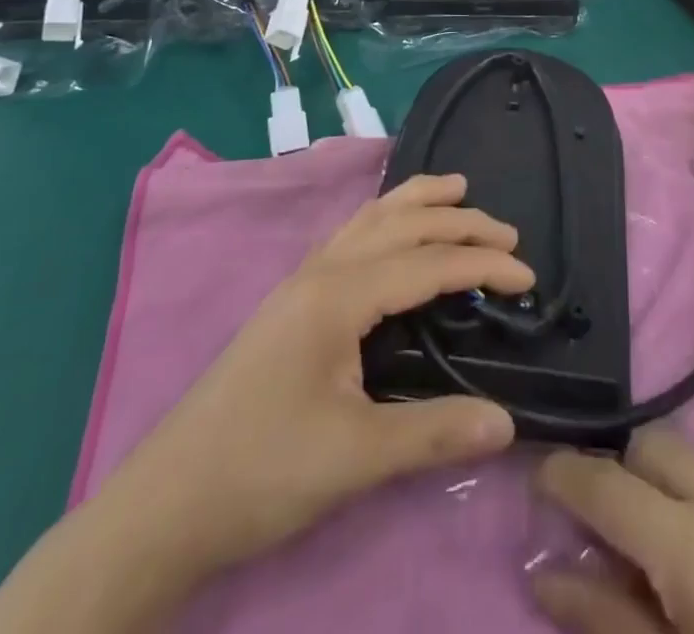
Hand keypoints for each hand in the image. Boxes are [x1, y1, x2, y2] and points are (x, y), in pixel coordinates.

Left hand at [98, 173, 531, 580]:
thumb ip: (433, 433)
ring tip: (456, 190)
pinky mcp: (291, 301)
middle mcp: (321, 271)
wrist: (165, 503)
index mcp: (338, 295)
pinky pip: (351, 236)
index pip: (427, 264)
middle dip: (458, 221)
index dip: (482, 265)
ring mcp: (301, 282)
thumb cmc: (261, 472)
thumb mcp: (354, 458)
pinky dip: (386, 218)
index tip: (528, 277)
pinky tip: (393, 232)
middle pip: (401, 224)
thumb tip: (508, 422)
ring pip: (369, 218)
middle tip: (507, 231)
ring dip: (417, 202)